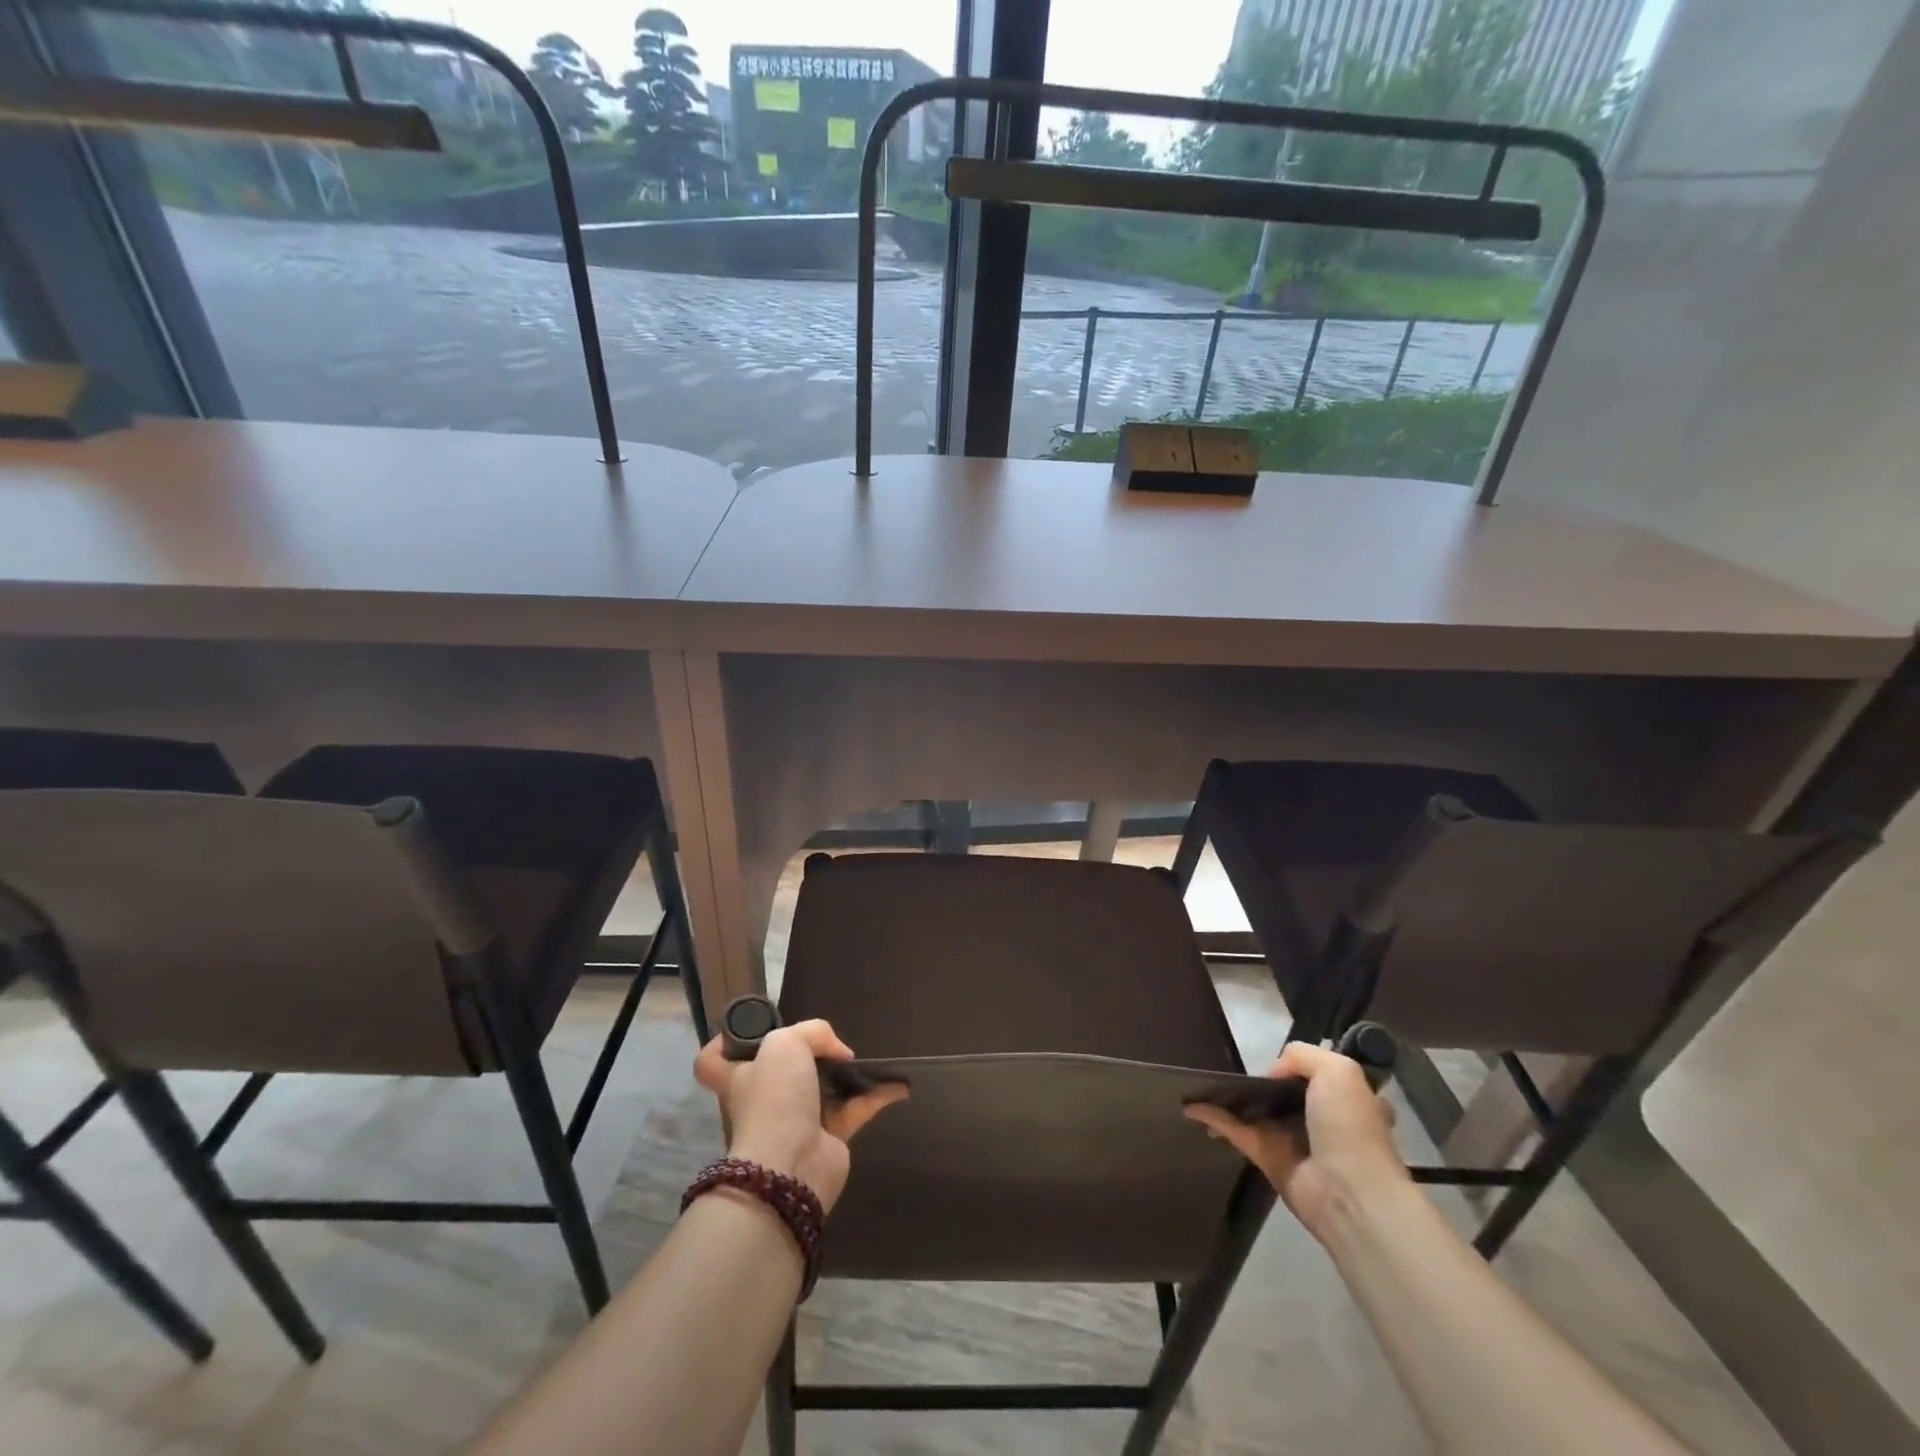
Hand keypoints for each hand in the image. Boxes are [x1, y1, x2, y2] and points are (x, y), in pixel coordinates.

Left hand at [693, 1018, 907, 1213]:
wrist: (791, 1166)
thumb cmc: (774, 1099)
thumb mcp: (785, 1044)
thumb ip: (812, 1032)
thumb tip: (838, 1052)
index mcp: (739, 1078)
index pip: (714, 1061)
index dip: (725, 1043)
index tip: (750, 1031)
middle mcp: (763, 1100)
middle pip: (777, 1072)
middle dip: (803, 1057)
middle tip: (825, 1042)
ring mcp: (794, 1122)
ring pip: (819, 1090)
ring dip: (844, 1075)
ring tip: (865, 1059)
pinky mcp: (827, 1139)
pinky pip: (853, 1110)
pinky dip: (875, 1096)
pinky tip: (898, 1084)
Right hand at [1184, 1041, 1407, 1244]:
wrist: (1349, 1192)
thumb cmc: (1349, 1126)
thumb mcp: (1338, 1071)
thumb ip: (1301, 1056)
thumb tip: (1272, 1072)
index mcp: (1343, 1101)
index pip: (1318, 1077)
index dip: (1297, 1067)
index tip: (1276, 1060)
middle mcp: (1319, 1121)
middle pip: (1282, 1094)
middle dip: (1259, 1083)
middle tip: (1232, 1068)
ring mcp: (1293, 1142)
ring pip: (1256, 1112)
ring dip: (1231, 1099)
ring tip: (1203, 1084)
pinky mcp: (1268, 1160)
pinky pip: (1237, 1132)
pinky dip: (1214, 1118)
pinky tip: (1192, 1106)